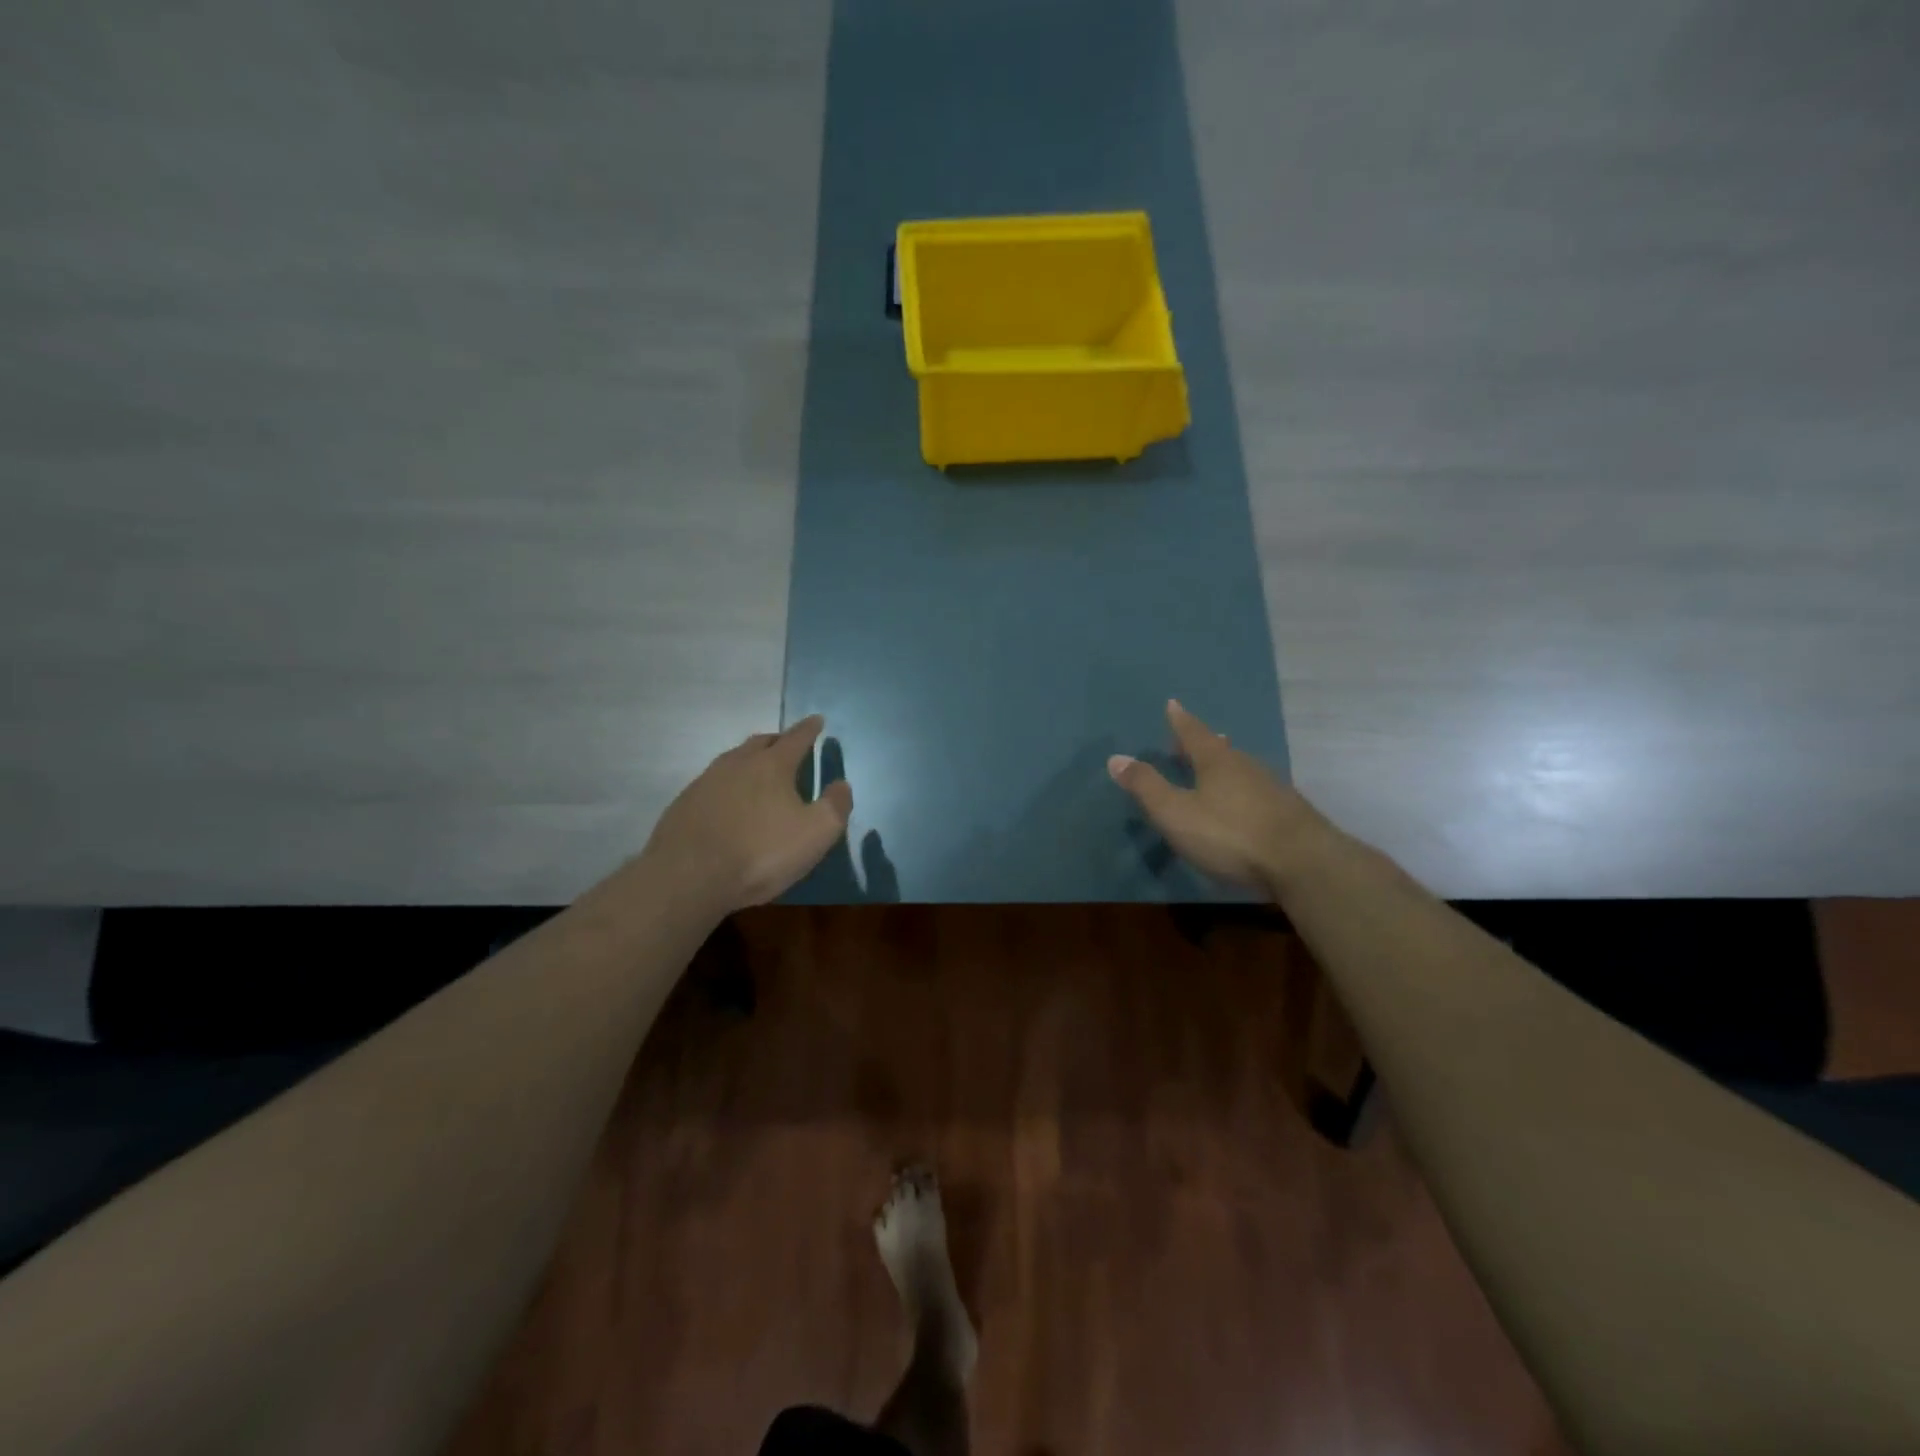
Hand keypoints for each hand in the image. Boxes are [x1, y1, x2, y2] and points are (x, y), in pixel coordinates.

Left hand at [644, 716, 852, 913]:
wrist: (688, 877)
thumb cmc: (760, 852)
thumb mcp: (816, 834)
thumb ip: (835, 806)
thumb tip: (841, 784)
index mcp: (772, 765)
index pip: (797, 738)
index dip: (810, 729)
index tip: (817, 720)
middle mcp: (737, 763)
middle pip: (762, 742)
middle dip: (779, 741)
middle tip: (789, 746)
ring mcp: (706, 781)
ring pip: (734, 760)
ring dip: (751, 760)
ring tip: (760, 772)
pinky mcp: (685, 803)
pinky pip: (714, 782)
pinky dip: (729, 784)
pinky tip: (730, 802)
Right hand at [1108, 700, 1326, 896]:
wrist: (1303, 864)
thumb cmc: (1230, 835)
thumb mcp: (1176, 813)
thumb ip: (1146, 787)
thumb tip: (1115, 758)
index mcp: (1217, 762)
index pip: (1193, 733)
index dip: (1180, 720)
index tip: (1173, 704)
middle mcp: (1247, 766)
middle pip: (1221, 749)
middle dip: (1204, 744)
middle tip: (1192, 741)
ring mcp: (1273, 789)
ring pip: (1242, 770)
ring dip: (1226, 767)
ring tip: (1216, 770)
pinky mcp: (1290, 814)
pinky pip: (1258, 792)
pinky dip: (1243, 791)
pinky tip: (1245, 804)